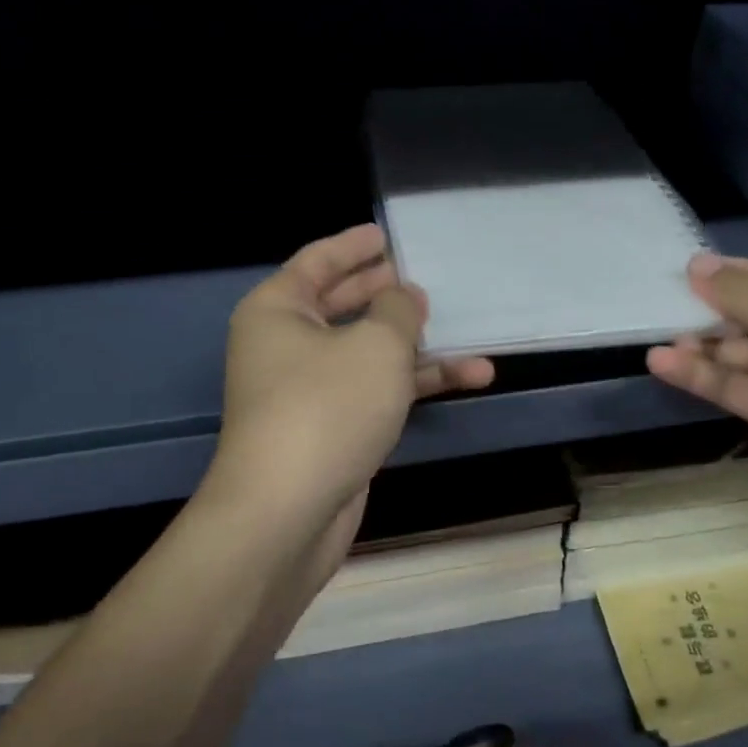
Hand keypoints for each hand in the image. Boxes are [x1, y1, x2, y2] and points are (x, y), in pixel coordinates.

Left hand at [208, 224, 493, 572]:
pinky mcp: (333, 428)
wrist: (289, 512)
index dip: (353, 245)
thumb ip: (398, 310)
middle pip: (343, 304)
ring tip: (467, 329)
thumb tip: (404, 296)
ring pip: (369, 352)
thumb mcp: (376, 344)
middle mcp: (286, 345)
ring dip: (418, 344)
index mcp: (278, 310)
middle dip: (386, 292)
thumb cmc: (327, 406)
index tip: (386, 234)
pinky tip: (469, 377)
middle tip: (423, 277)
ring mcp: (309, 390)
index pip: (317, 261)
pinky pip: (377, 390)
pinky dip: (416, 383)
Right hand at [647, 255, 747, 553]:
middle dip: (718, 312)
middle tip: (667, 303)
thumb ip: (743, 294)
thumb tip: (699, 265)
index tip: (690, 269)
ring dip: (705, 348)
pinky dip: (704, 378)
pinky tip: (665, 365)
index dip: (739, 274)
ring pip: (747, 359)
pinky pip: (740, 391)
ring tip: (659, 339)